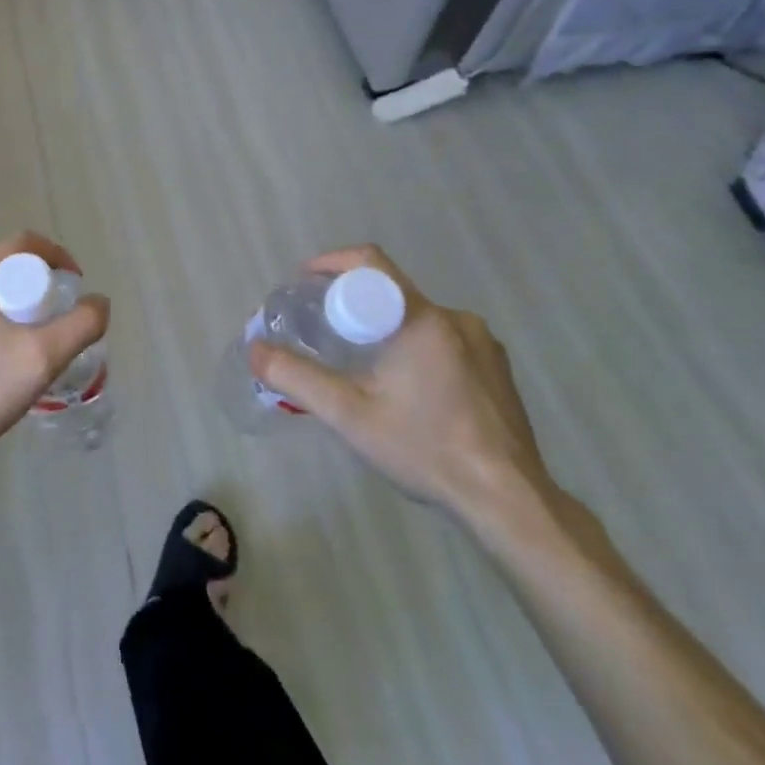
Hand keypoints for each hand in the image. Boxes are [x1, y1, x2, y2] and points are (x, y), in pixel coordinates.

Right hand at [250, 245, 554, 530]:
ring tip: (362, 365)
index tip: (304, 285)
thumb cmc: (426, 449)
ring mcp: (483, 343)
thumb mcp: (349, 415)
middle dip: (352, 304)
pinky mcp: (497, 368)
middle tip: (323, 332)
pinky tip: (408, 390)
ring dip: (385, 329)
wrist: (510, 501)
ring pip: (417, 317)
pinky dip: (415, 347)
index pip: (369, 263)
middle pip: (390, 291)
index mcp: (420, 319)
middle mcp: (455, 319)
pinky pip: (444, 339)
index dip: (331, 265)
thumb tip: (254, 350)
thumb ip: (297, 378)